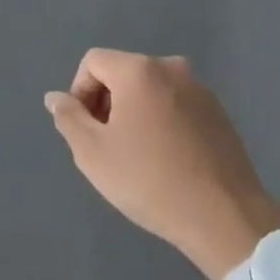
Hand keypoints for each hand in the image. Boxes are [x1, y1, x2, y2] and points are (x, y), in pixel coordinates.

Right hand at [45, 50, 279, 279]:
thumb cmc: (148, 180)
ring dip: (134, 112)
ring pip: (150, 90)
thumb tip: (56, 97)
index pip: (93, 62)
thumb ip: (68, 117)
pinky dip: (161, 122)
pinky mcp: (220, 114)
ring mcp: (201, 91)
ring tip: (136, 155)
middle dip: (106, 102)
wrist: (224, 217)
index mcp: (140, 71)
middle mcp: (172, 69)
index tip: (85, 129)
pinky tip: (165, 160)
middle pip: (122, 72)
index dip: (79, 92)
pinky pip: (176, 105)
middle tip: (106, 144)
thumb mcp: (92, 152)